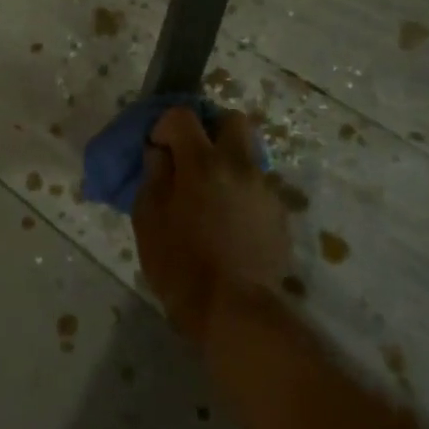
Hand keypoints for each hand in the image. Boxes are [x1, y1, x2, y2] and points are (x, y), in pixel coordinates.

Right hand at [133, 106, 292, 343]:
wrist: (236, 313)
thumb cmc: (181, 266)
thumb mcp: (149, 220)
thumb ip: (154, 177)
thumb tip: (159, 153)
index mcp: (202, 162)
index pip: (183, 116)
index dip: (166, 125)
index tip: (158, 148)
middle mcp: (239, 165)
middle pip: (232, 120)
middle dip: (211, 129)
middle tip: (193, 156)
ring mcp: (264, 188)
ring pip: (249, 153)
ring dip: (229, 161)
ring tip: (212, 194)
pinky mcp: (279, 213)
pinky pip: (258, 185)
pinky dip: (242, 190)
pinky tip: (230, 221)